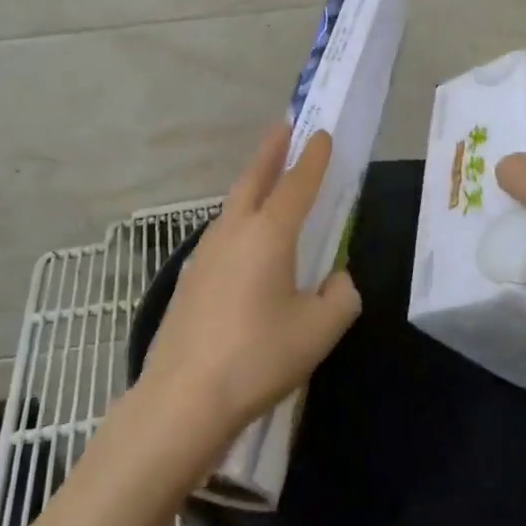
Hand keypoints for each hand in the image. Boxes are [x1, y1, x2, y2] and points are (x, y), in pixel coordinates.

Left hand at [136, 125, 362, 458]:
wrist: (185, 397)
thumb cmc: (258, 357)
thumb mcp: (319, 331)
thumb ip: (340, 298)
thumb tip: (337, 281)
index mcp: (269, 234)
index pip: (297, 184)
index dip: (313, 159)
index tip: (321, 134)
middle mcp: (234, 232)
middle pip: (254, 180)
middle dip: (271, 152)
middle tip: (283, 129)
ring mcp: (205, 253)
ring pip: (233, 207)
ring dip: (252, 186)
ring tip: (267, 181)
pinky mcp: (190, 278)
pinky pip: (222, 235)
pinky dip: (238, 221)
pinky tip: (244, 245)